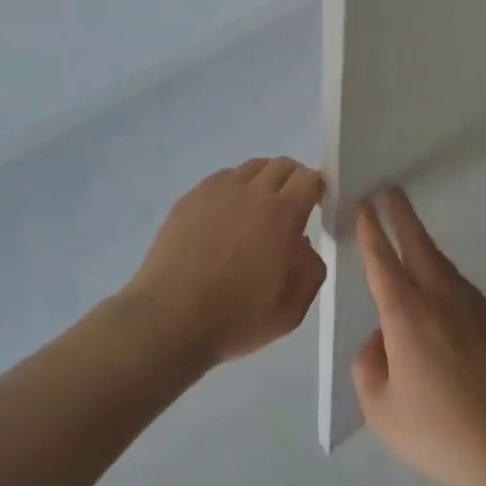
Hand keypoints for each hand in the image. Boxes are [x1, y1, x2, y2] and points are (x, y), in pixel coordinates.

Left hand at [124, 157, 327, 367]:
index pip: (309, 178)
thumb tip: (303, 245)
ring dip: (262, 181)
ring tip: (256, 210)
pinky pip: (220, 179)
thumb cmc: (236, 318)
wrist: (169, 320)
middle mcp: (251, 192)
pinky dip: (232, 189)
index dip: (316, 189)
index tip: (314, 207)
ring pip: (250, 168)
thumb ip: (310, 270)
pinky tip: (225, 217)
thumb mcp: (291, 309)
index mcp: (282, 214)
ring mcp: (216, 192)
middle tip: (289, 207)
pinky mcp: (189, 198)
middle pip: (281, 165)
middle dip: (292, 180)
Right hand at [350, 188, 485, 485]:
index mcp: (406, 313)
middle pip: (417, 244)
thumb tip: (380, 344)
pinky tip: (441, 289)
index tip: (365, 205)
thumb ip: (370, 368)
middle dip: (401, 215)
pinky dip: (444, 274)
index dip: (371, 231)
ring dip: (424, 243)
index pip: (383, 260)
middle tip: (390, 190)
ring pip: (442, 263)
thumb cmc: (437, 431)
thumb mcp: (381, 409)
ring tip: (411, 234)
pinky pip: (461, 288)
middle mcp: (440, 298)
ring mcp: (472, 308)